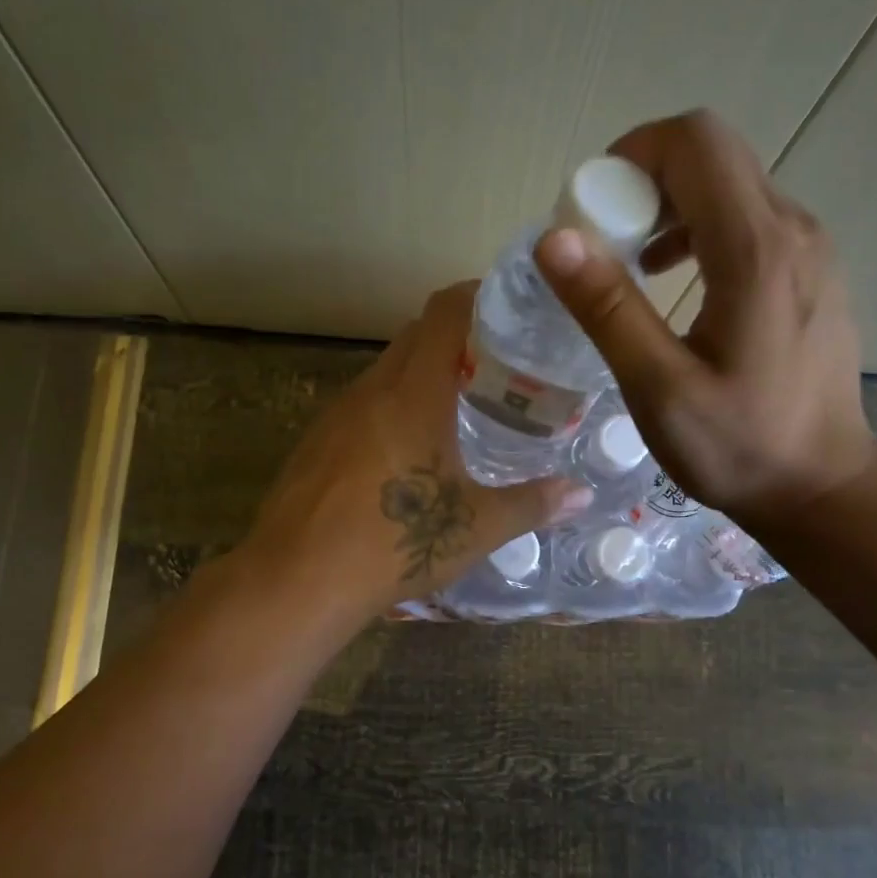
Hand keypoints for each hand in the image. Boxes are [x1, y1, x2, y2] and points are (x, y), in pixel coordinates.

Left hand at [238, 282, 594, 619]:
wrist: (296, 581)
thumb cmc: (394, 543)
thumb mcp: (474, 527)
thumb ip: (532, 504)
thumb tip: (580, 495)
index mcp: (413, 393)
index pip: (444, 312)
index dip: (477, 297)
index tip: (510, 310)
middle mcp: (371, 389)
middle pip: (415, 336)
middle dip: (457, 338)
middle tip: (498, 366)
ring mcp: (336, 414)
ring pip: (386, 370)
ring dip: (421, 374)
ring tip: (460, 406)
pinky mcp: (315, 441)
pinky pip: (362, 404)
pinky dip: (391, 406)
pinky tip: (409, 449)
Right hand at [534, 109, 874, 525]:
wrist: (821, 486)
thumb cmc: (738, 447)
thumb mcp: (659, 389)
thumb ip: (608, 310)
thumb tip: (553, 238)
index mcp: (756, 251)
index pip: (694, 142)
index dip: (632, 155)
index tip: (592, 213)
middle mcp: (792, 229)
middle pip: (712, 154)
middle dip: (644, 180)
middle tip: (604, 242)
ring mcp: (808, 247)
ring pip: (730, 184)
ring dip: (670, 205)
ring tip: (633, 264)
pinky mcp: (809, 270)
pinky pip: (749, 218)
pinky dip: (700, 228)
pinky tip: (676, 281)